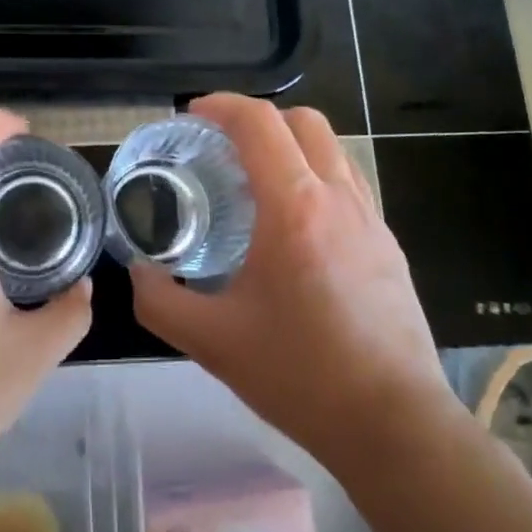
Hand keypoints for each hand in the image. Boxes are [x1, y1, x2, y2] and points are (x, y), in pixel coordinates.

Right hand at [130, 94, 460, 469]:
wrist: (393, 425)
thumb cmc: (299, 375)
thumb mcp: (211, 342)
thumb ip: (160, 300)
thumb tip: (138, 272)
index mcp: (294, 208)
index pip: (259, 123)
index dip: (221, 106)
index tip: (192, 117)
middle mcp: (338, 198)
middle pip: (303, 120)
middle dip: (258, 118)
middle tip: (221, 147)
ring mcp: (371, 218)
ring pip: (332, 148)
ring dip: (291, 144)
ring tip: (256, 180)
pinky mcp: (388, 243)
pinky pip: (348, 183)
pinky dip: (315, 176)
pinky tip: (295, 224)